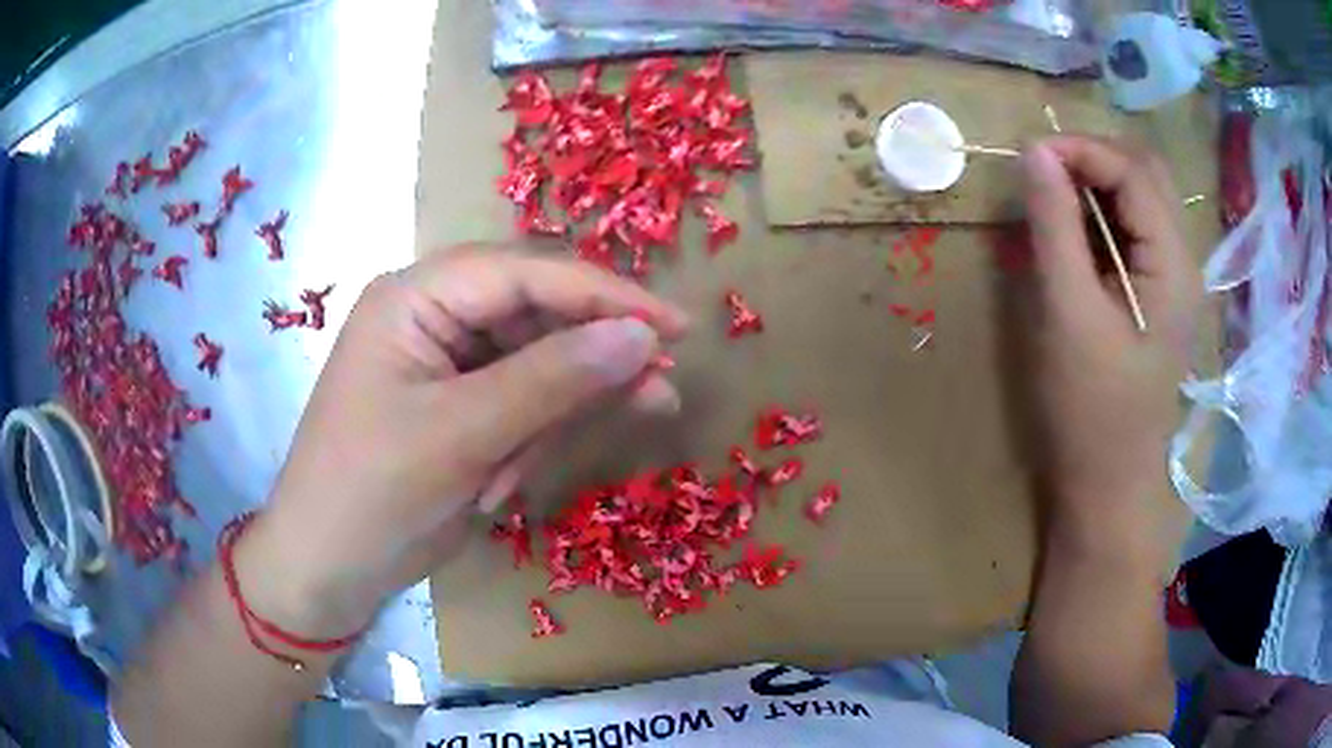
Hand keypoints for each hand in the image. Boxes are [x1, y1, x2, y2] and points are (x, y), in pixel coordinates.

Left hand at [236, 247, 688, 635]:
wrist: (329, 568)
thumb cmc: (373, 492)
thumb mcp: (462, 435)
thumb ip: (553, 380)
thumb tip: (642, 337)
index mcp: (415, 296)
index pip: (526, 273)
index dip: (605, 294)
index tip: (676, 327)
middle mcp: (433, 315)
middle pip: (537, 313)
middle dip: (589, 358)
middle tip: (657, 389)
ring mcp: (447, 363)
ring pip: (536, 364)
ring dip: (554, 414)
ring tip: (533, 471)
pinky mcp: (460, 407)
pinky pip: (520, 404)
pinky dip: (530, 441)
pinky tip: (507, 484)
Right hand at [1021, 136, 1199, 549]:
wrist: (1109, 488)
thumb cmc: (1091, 411)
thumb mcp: (1068, 314)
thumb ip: (1054, 227)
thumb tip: (1033, 153)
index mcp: (1172, 265)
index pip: (1132, 171)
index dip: (1080, 149)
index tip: (1027, 153)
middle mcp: (1182, 262)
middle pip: (1146, 174)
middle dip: (1093, 158)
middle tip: (1044, 170)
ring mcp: (1172, 280)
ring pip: (1141, 200)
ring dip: (1097, 184)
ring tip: (1052, 195)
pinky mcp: (1156, 297)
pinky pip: (1133, 233)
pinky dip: (1101, 216)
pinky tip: (1073, 233)